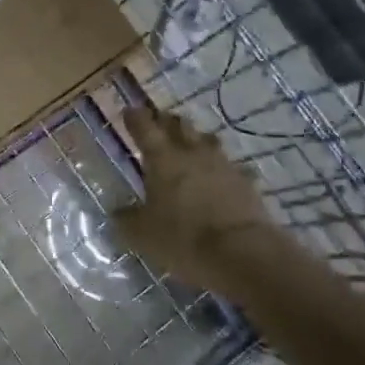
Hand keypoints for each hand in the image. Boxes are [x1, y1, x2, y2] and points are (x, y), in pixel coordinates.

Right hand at [114, 106, 287, 299]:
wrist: (243, 253)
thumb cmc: (183, 239)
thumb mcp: (142, 235)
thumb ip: (127, 219)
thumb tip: (118, 211)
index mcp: (162, 159)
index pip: (145, 128)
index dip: (135, 118)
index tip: (129, 110)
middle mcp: (193, 153)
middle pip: (180, 126)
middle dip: (167, 121)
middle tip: (159, 122)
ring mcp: (223, 165)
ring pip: (207, 141)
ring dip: (196, 140)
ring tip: (190, 144)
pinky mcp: (246, 182)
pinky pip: (230, 167)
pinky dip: (221, 169)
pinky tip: (220, 177)